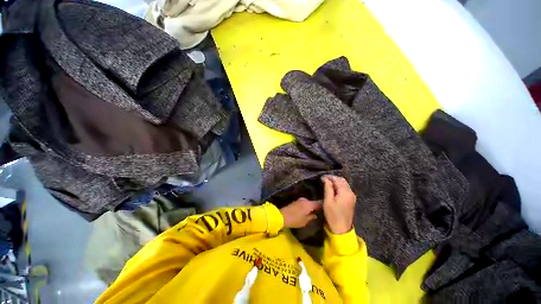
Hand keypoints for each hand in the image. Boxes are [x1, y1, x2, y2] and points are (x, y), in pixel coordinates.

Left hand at [280, 198, 320, 228]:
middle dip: (317, 206)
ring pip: (309, 203)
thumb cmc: (295, 220)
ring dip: (312, 206)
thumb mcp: (305, 221)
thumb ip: (311, 217)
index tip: (328, 208)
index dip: (323, 205)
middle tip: (322, 212)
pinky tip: (308, 211)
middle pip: (314, 202)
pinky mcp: (296, 201)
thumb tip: (316, 215)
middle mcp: (305, 200)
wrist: (282, 216)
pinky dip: (307, 206)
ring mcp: (300, 200)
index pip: (319, 203)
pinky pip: (304, 203)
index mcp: (309, 204)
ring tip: (315, 212)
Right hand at [322, 175, 355, 233]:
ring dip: (336, 182)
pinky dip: (339, 186)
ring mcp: (352, 196)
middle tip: (324, 179)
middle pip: (342, 180)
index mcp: (345, 192)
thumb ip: (328, 188)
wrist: (341, 228)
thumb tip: (326, 179)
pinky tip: (333, 188)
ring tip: (327, 183)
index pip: (337, 180)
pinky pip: (345, 188)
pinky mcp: (351, 200)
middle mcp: (350, 192)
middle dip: (333, 178)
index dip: (329, 177)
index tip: (321, 177)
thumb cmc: (333, 214)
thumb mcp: (328, 200)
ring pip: (344, 184)